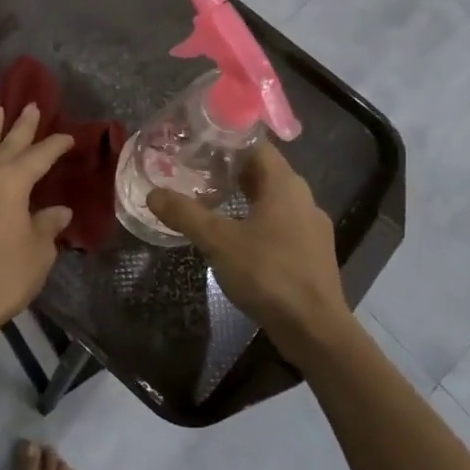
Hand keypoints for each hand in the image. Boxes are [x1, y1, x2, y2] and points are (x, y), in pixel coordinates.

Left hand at [0, 102, 73, 337]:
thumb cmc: (4, 276)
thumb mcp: (39, 251)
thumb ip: (47, 225)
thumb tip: (58, 212)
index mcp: (10, 183)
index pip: (38, 156)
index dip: (54, 145)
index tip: (68, 137)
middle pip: (5, 144)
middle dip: (20, 125)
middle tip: (30, 105)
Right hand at [148, 143, 357, 366]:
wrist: (315, 329)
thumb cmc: (269, 274)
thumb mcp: (219, 242)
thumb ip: (186, 214)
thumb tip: (154, 194)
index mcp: (285, 184)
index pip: (257, 145)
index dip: (227, 140)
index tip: (198, 141)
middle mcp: (303, 197)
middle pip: (264, 171)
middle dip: (231, 169)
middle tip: (196, 170)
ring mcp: (311, 226)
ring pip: (273, 199)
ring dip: (244, 196)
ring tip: (212, 201)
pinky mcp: (312, 252)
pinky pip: (281, 223)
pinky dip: (257, 220)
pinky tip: (237, 237)